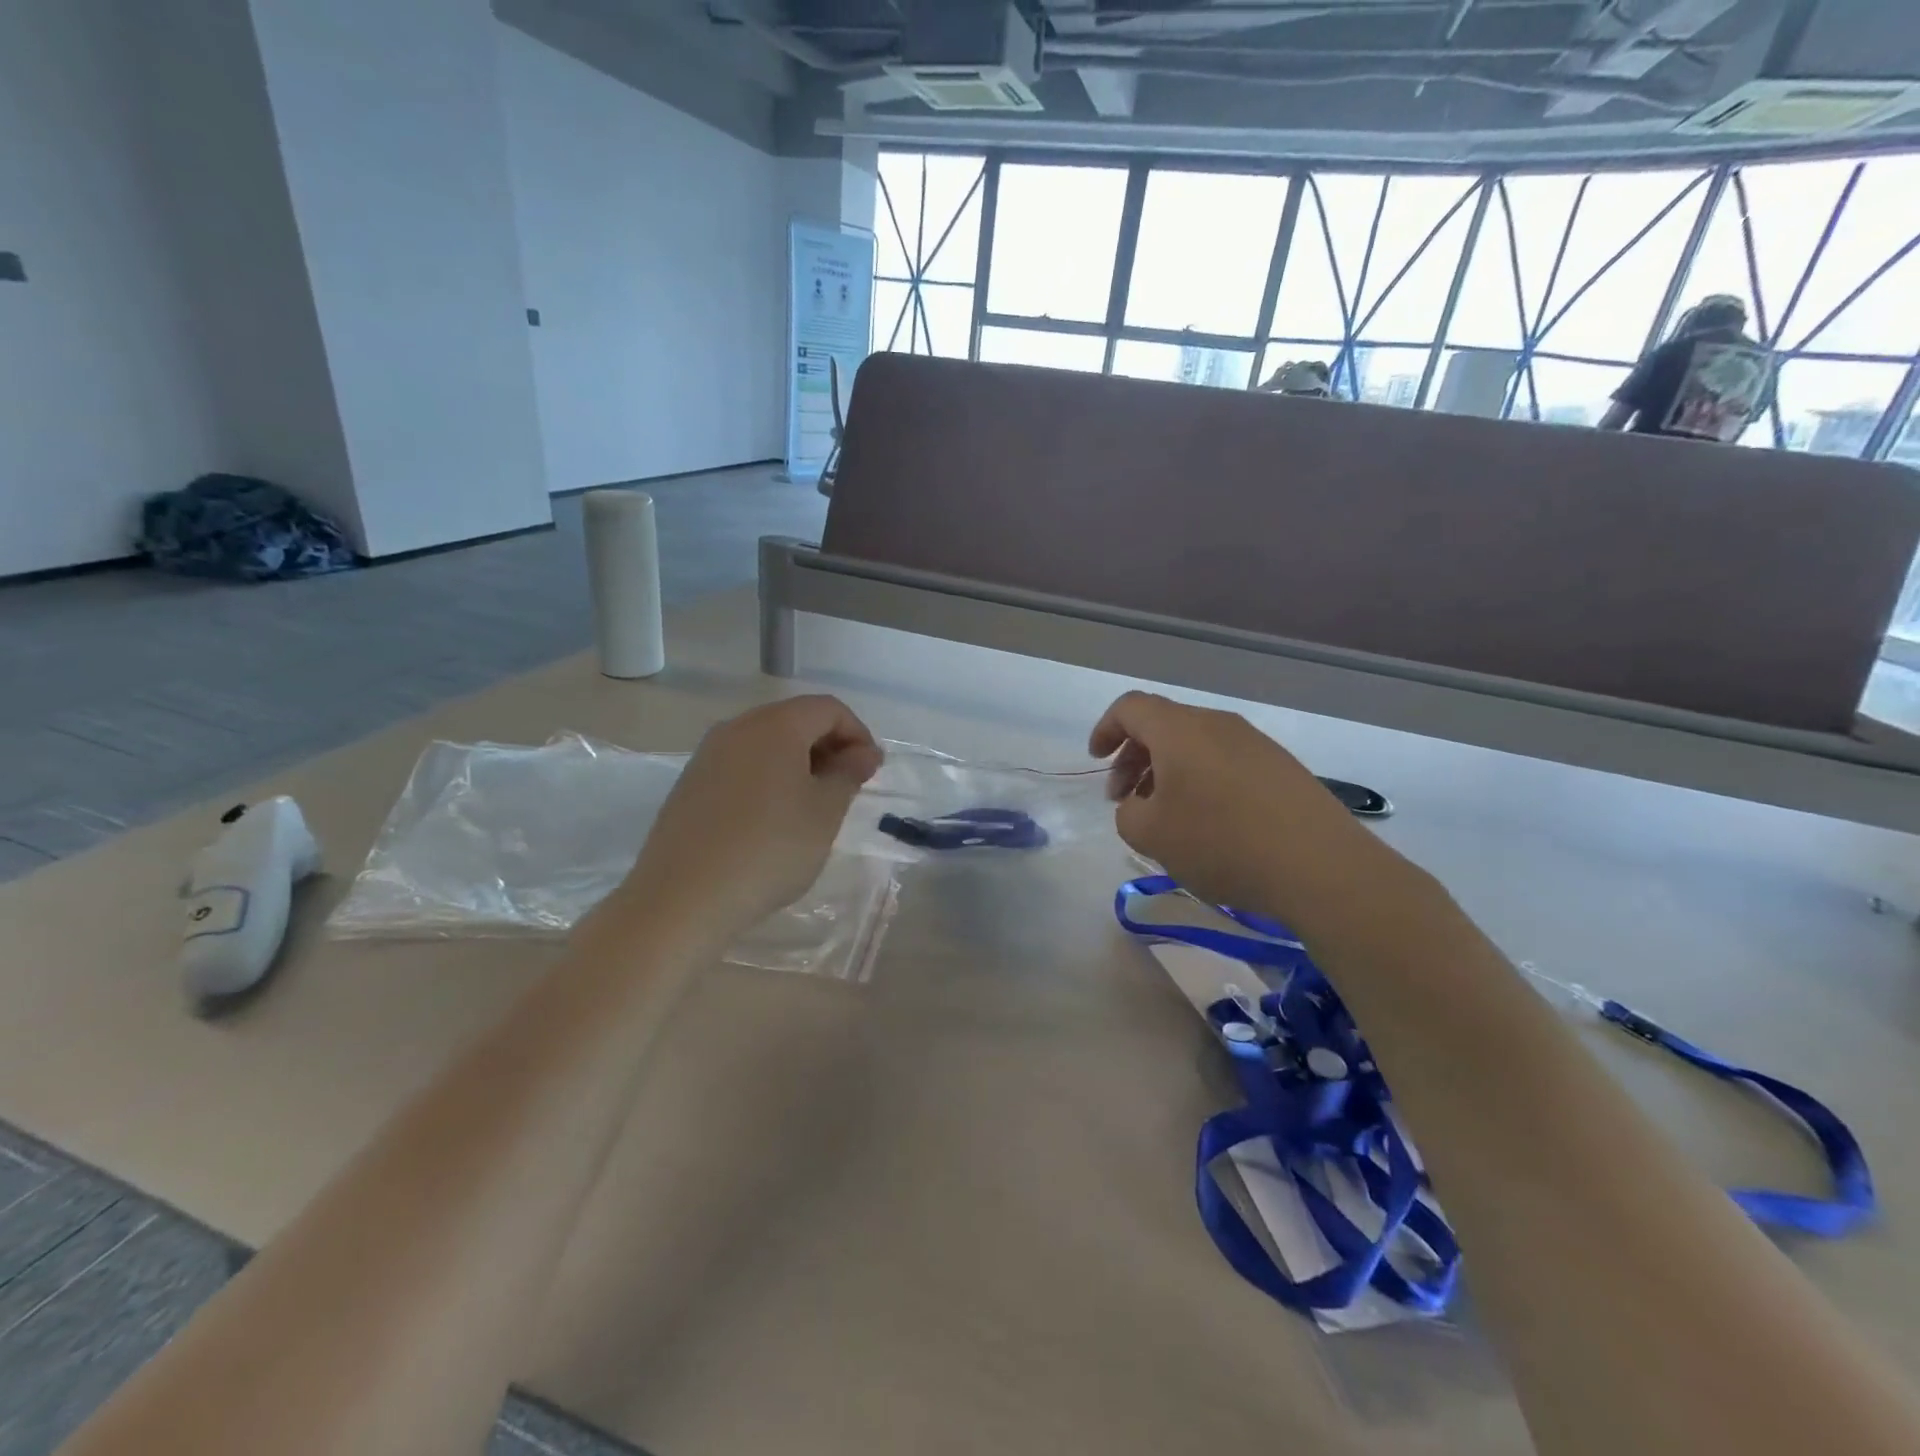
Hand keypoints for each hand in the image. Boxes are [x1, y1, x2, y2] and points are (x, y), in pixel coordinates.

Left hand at [621, 696, 882, 941]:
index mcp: (775, 725)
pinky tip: (772, 819)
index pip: (828, 709)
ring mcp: (708, 755)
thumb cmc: (770, 849)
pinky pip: (741, 766)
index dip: (858, 733)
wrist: (683, 898)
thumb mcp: (825, 812)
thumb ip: (849, 773)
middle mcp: (737, 728)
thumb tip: (863, 752)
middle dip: (829, 746)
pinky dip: (768, 778)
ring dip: (798, 763)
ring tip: (812, 806)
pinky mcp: (690, 784)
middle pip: (795, 720)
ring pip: (766, 743)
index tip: (870, 772)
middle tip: (846, 789)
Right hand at [1089, 691, 1395, 923]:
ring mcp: (1255, 743)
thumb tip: (1140, 805)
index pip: (1131, 707)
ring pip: (1195, 744)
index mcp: (1180, 729)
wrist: (1319, 865)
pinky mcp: (1281, 768)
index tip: (1096, 760)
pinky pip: (1225, 761)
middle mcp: (1217, 724)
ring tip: (1164, 815)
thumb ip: (1128, 813)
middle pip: (1163, 725)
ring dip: (1168, 771)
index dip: (1106, 729)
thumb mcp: (1150, 835)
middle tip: (1124, 799)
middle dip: (1134, 757)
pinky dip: (1201, 780)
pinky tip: (1208, 822)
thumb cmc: (1220, 842)